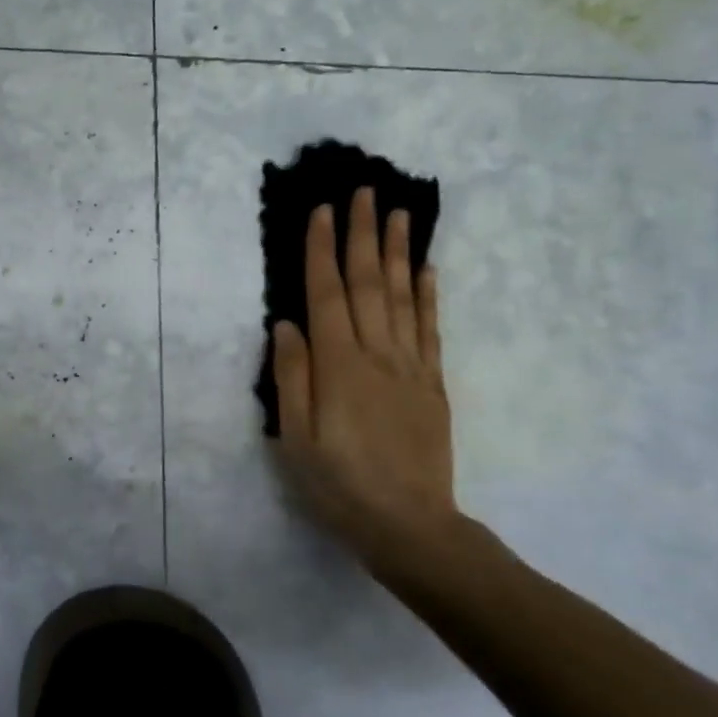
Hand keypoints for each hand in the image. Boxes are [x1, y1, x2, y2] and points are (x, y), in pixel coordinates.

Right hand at [271, 191, 500, 592]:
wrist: (409, 526)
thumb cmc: (338, 486)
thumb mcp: (296, 440)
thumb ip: (292, 377)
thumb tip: (286, 324)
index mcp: (338, 368)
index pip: (327, 296)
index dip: (322, 251)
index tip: (322, 211)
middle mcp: (377, 356)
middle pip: (369, 284)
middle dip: (362, 234)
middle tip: (363, 190)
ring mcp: (410, 368)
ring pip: (404, 297)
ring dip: (399, 251)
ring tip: (398, 212)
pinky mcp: (432, 384)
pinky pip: (430, 329)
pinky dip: (429, 294)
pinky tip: (427, 268)